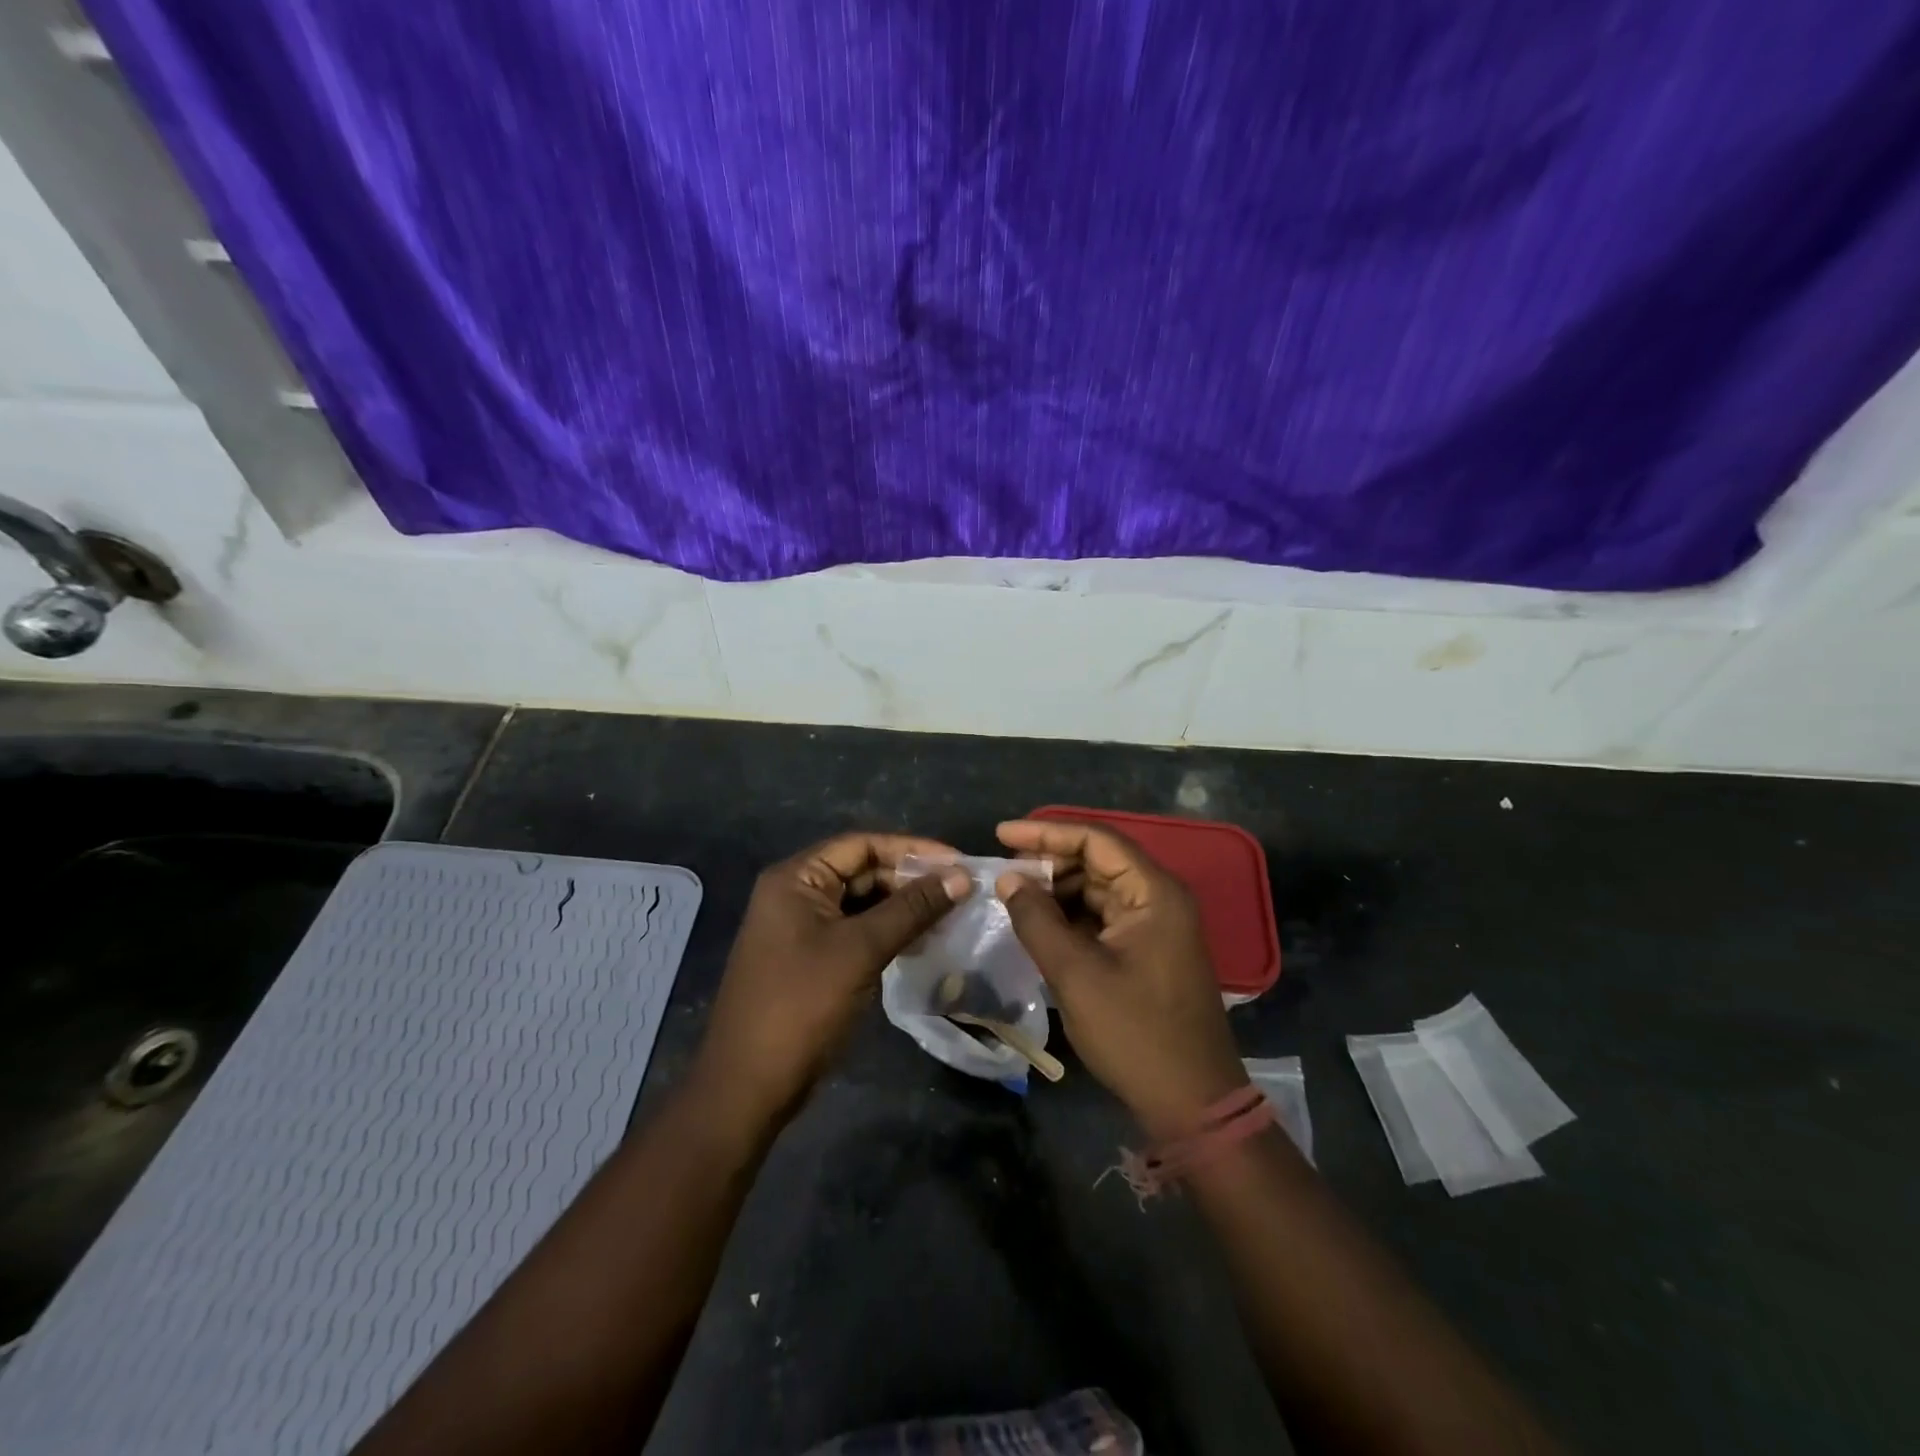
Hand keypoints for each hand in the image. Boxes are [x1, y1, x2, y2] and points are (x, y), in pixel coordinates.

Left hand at [692, 833, 971, 1127]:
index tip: (958, 862)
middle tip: (960, 892)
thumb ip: (912, 909)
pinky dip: (889, 932)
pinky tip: (923, 941)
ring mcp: (802, 928)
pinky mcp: (812, 958)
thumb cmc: (802, 1005)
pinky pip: (856, 931)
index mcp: (796, 878)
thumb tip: (961, 876)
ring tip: (951, 915)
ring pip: (862, 903)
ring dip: (904, 907)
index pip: (862, 845)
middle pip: (863, 871)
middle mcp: (796, 893)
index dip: (912, 849)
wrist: (749, 1086)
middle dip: (911, 880)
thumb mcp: (861, 950)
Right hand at [995, 819, 1246, 1134]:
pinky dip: (1070, 917)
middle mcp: (1159, 899)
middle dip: (1048, 862)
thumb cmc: (1135, 1033)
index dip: (1046, 832)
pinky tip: (1039, 926)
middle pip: (1097, 861)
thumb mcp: (1075, 974)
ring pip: (1097, 890)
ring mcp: (1156, 926)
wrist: (1192, 1103)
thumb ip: (1037, 920)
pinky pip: (1103, 918)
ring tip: (1013, 898)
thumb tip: (1008, 879)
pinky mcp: (1148, 951)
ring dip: (1056, 891)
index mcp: (1154, 893)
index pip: (1096, 840)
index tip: (1001, 834)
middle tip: (1003, 873)